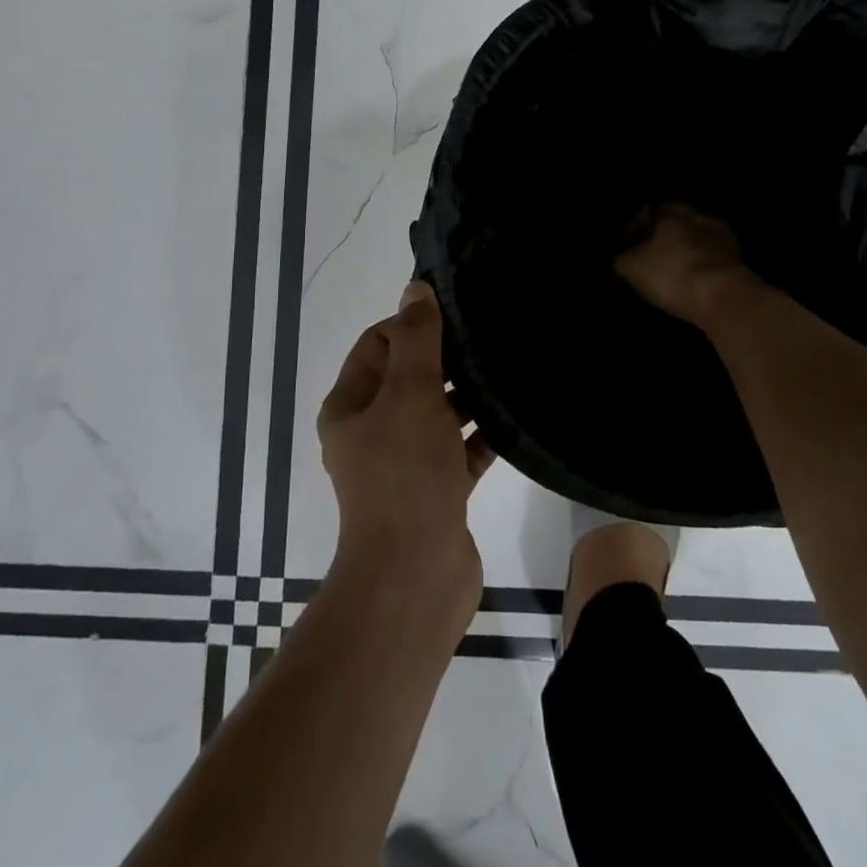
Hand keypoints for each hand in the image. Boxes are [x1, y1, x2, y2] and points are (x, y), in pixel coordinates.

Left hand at [317, 281, 494, 596]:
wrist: (415, 577)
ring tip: (509, 369)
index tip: (456, 317)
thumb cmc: (404, 475)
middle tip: (490, 337)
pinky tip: (516, 417)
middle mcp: (372, 431)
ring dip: (467, 395)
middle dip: (446, 358)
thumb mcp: (408, 394)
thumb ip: (415, 338)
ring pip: (438, 414)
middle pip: (410, 377)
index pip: (378, 343)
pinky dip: (482, 435)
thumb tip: (415, 288)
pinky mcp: (437, 492)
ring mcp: (405, 465)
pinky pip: (460, 450)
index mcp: (350, 406)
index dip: (412, 324)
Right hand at [614, 202, 759, 326]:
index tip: (627, 243)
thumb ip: (621, 257)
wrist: (724, 299)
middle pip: (677, 223)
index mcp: (672, 211)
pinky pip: (712, 260)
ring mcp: (723, 238)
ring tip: (672, 270)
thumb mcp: (631, 267)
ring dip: (686, 252)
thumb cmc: (672, 273)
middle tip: (650, 256)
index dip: (636, 226)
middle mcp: (699, 216)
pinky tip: (693, 281)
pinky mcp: (739, 261)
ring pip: (697, 240)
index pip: (650, 210)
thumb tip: (619, 256)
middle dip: (664, 238)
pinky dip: (702, 267)